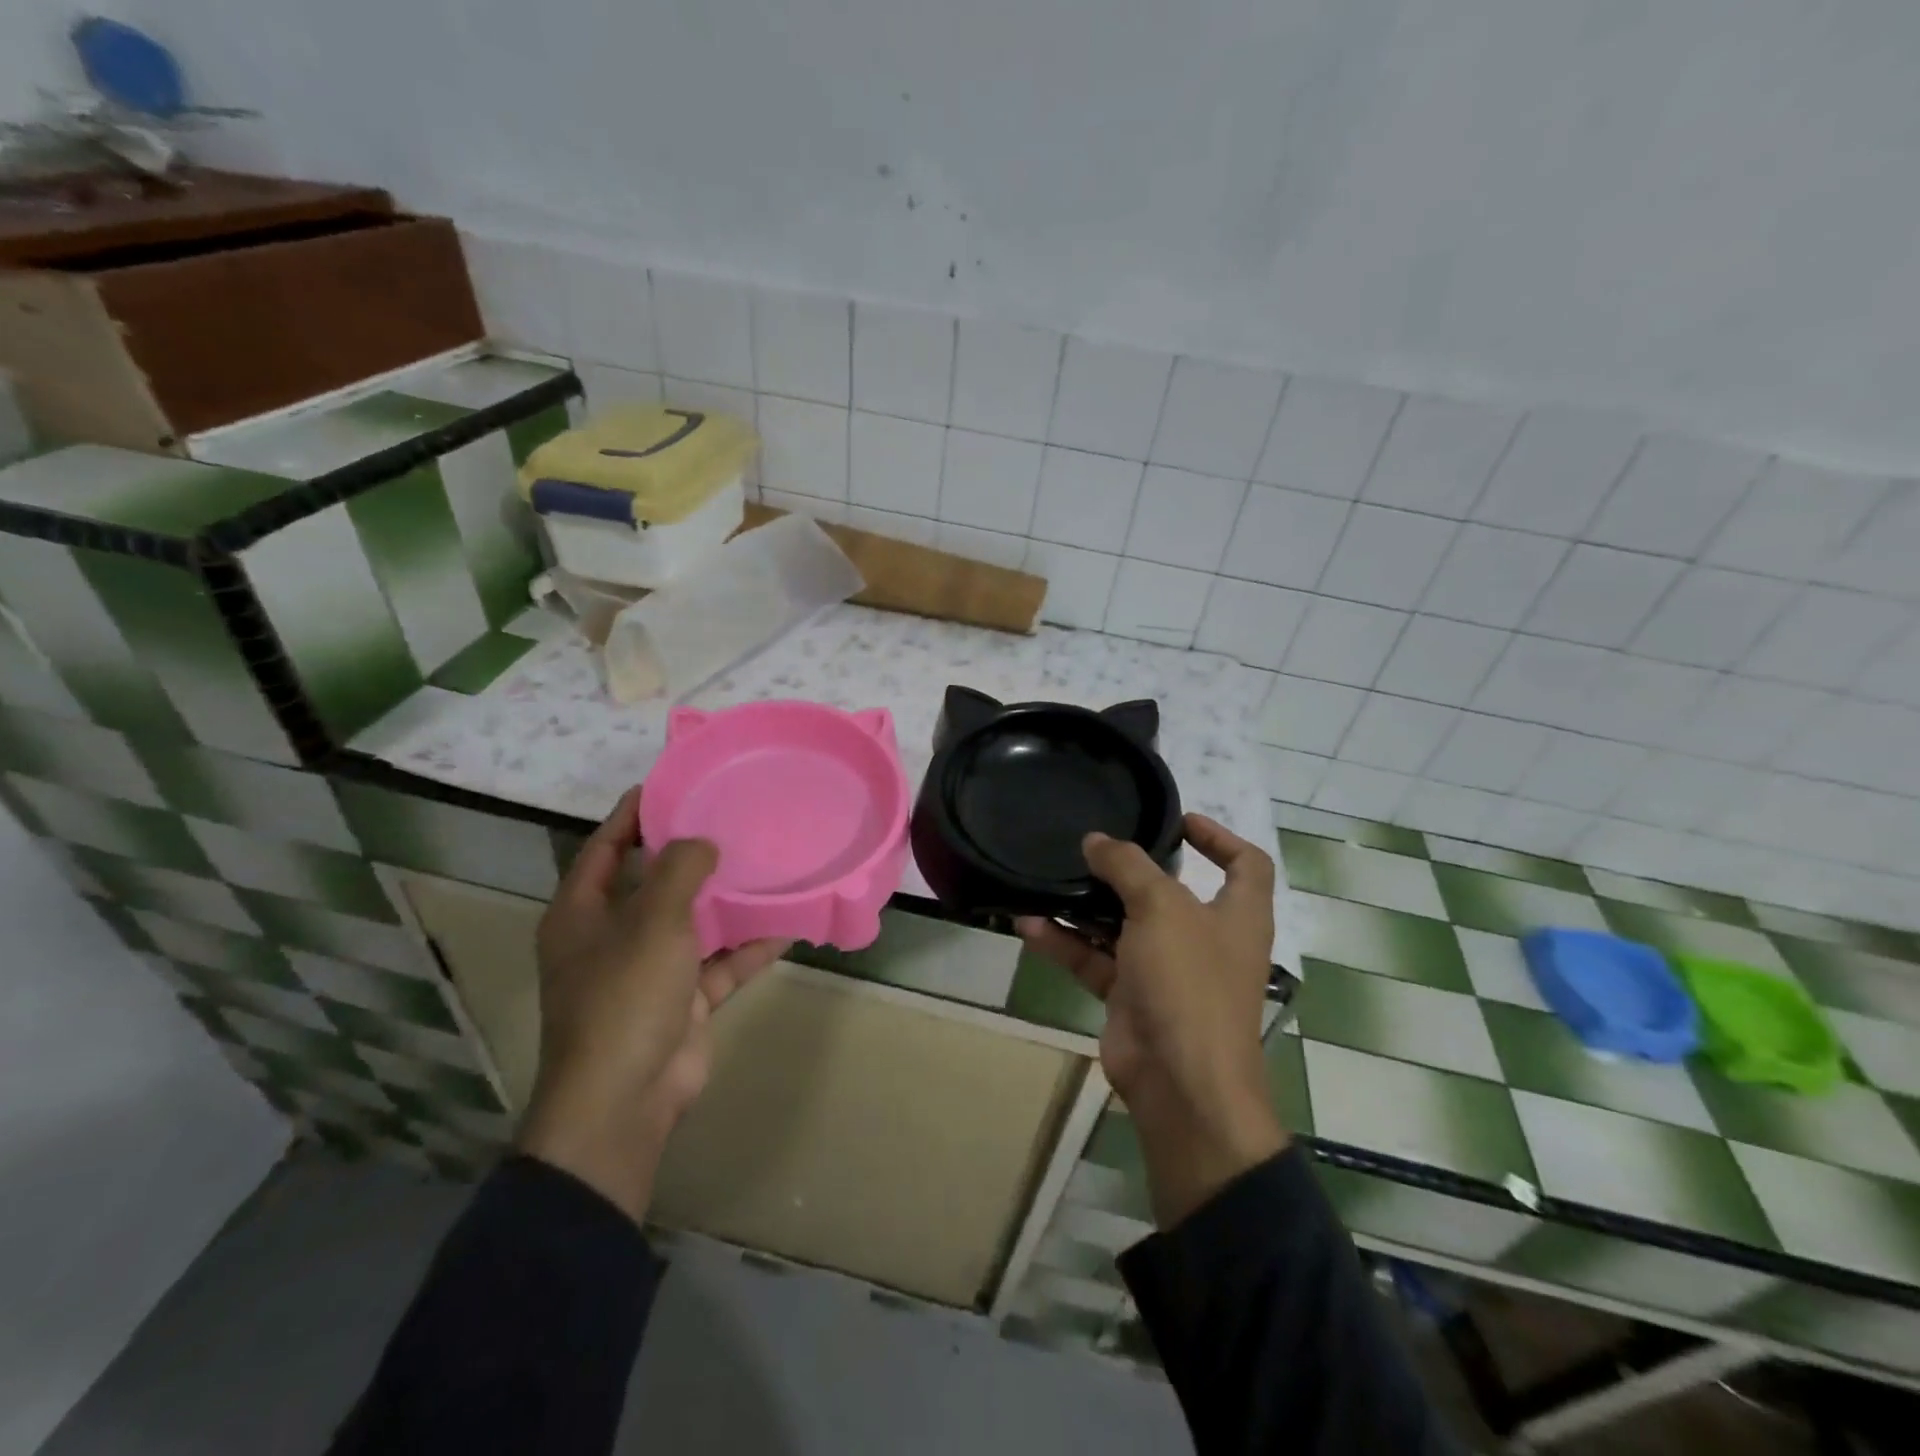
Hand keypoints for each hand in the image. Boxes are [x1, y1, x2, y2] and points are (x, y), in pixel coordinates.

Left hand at [516, 787, 788, 1219]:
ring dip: (727, 900)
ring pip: (694, 923)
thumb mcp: (652, 921)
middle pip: (653, 882)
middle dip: (689, 854)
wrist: (626, 1100)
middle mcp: (612, 938)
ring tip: (766, 861)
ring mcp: (650, 971)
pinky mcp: (685, 1000)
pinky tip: (789, 922)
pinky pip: (722, 962)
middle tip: (731, 818)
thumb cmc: (624, 997)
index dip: (633, 814)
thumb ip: (679, 871)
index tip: (672, 783)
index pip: (606, 848)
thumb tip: (703, 842)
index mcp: (582, 914)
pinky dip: (751, 946)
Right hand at [1017, 814, 1286, 1228]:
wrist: (1180, 1082)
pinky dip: (1066, 943)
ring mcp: (1167, 970)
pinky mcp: (1132, 997)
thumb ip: (1126, 865)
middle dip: (1131, 870)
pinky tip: (1029, 924)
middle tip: (1093, 847)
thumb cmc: (1188, 981)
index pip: (1245, 864)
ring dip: (1086, 906)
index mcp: (1237, 914)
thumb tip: (1096, 840)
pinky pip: (1096, 959)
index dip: (1219, 837)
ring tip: (1049, 878)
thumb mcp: (1160, 907)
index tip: (1178, 821)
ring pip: (1123, 925)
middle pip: (1170, 892)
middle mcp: (1205, 938)